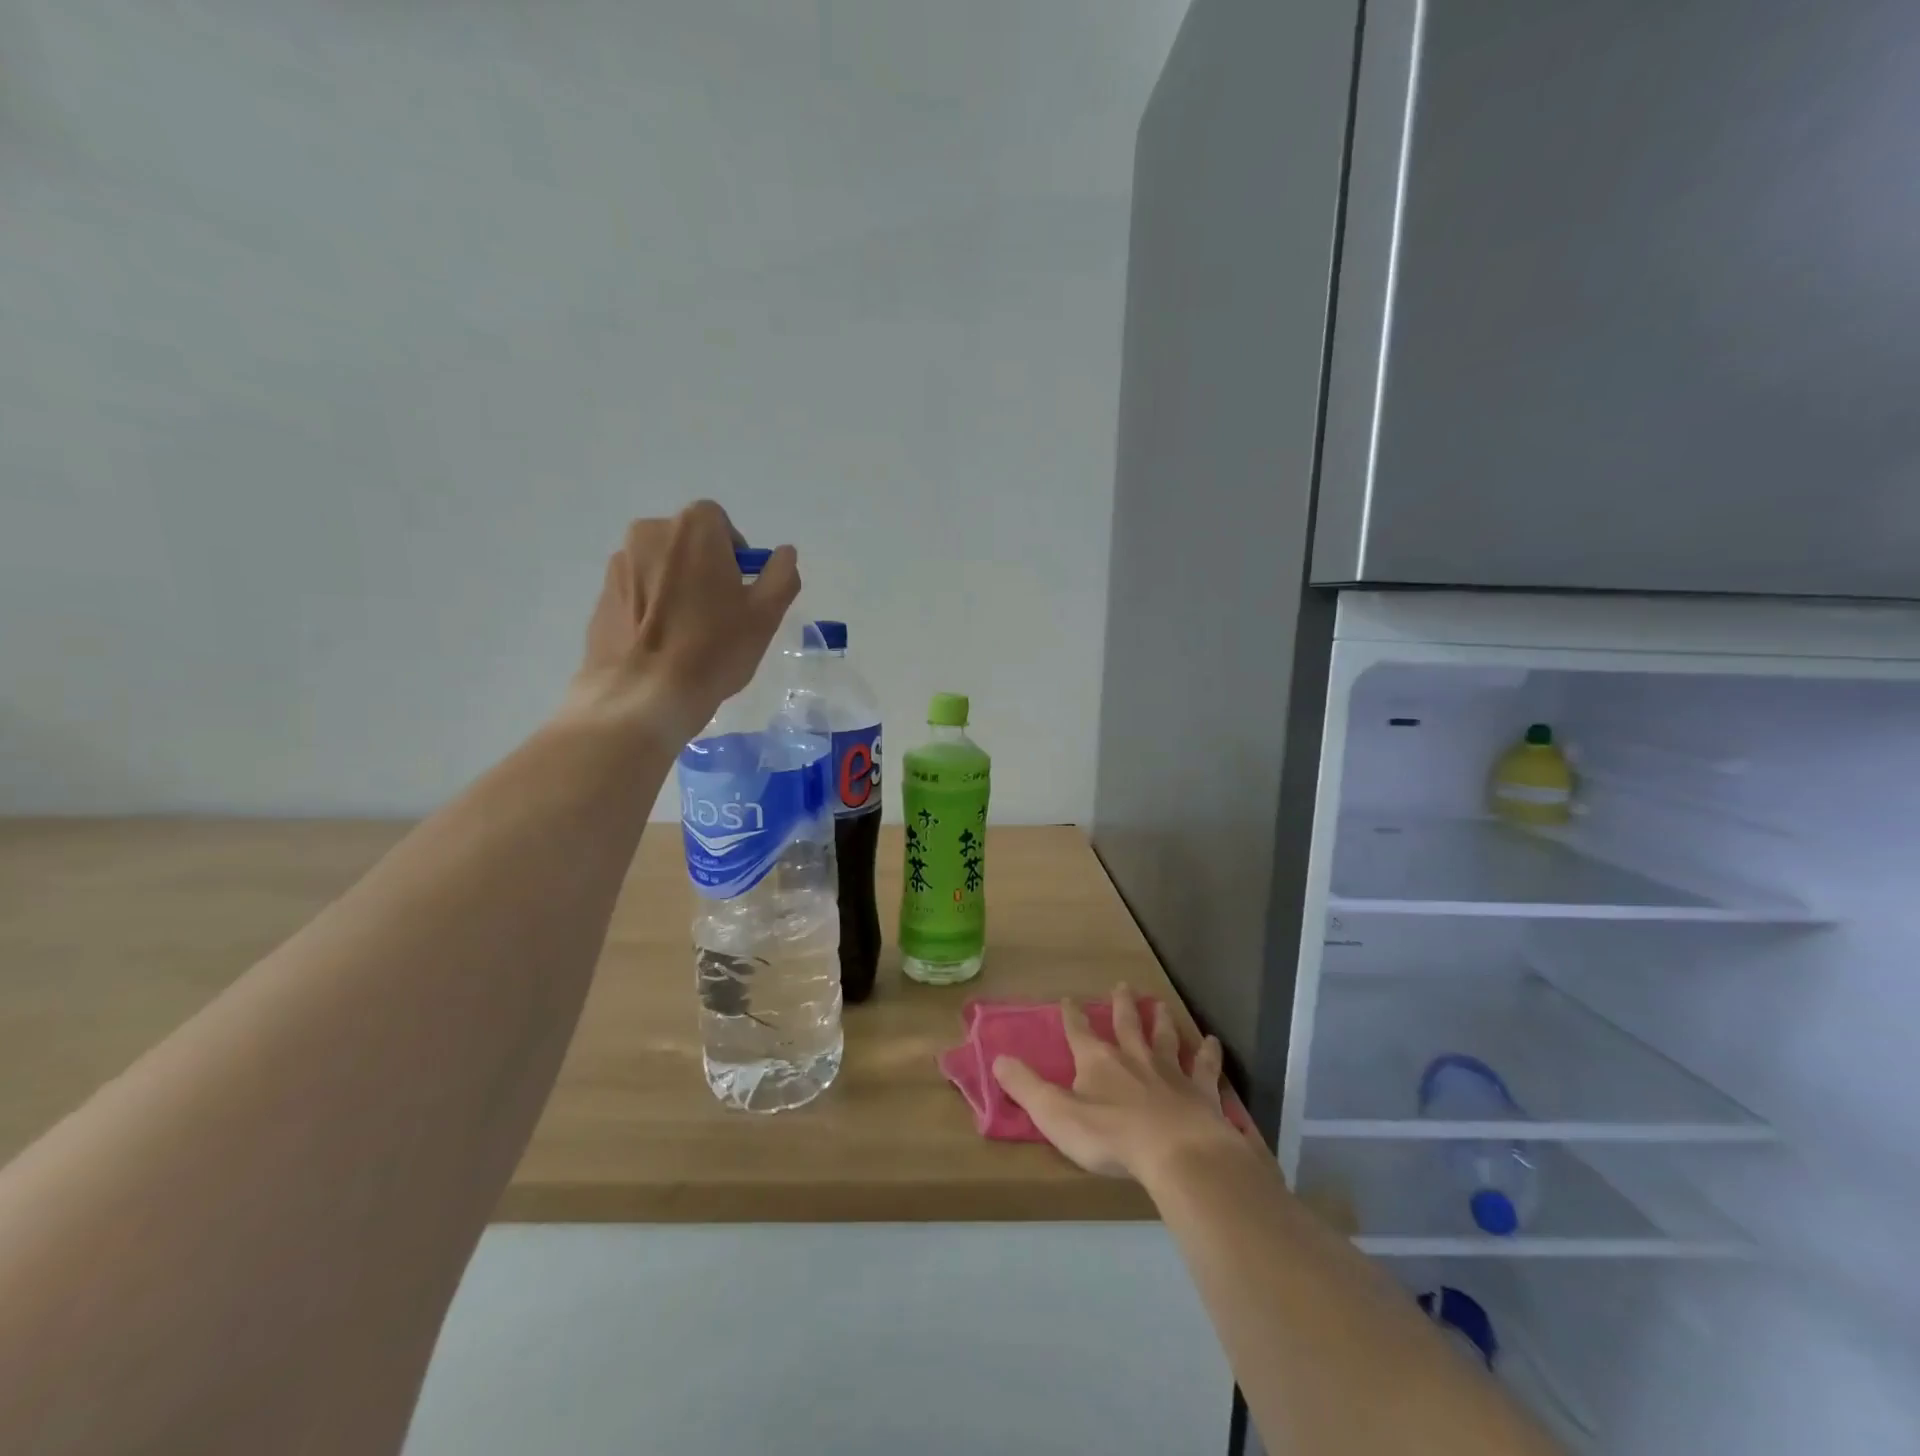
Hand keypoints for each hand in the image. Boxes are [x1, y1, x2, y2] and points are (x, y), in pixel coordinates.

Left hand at [566, 502, 799, 743]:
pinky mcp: (602, 597)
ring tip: (691, 634)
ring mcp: (619, 565)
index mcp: (692, 529)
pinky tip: (665, 646)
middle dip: (706, 568)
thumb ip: (781, 575)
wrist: (642, 696)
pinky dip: (654, 609)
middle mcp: (649, 534)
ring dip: (678, 588)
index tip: (742, 590)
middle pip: (687, 543)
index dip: (735, 553)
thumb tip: (784, 554)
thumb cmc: (713, 649)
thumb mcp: (766, 615)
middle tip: (721, 613)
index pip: (719, 522)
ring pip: (661, 567)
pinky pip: (639, 593)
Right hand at [992, 986, 1248, 1180]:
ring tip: (1161, 1004)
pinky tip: (1212, 1042)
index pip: (1079, 1032)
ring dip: (1162, 1020)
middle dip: (1121, 1006)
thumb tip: (997, 1059)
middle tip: (1122, 986)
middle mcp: (1134, 1058)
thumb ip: (1026, 1087)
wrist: (1177, 1153)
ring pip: (1164, 1038)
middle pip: (1127, 1024)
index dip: (1071, 1016)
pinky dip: (1207, 1054)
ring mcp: (1170, 1073)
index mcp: (1098, 1062)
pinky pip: (1204, 1068)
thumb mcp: (1056, 1114)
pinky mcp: (1201, 1093)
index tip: (1068, 999)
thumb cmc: (1111, 1136)